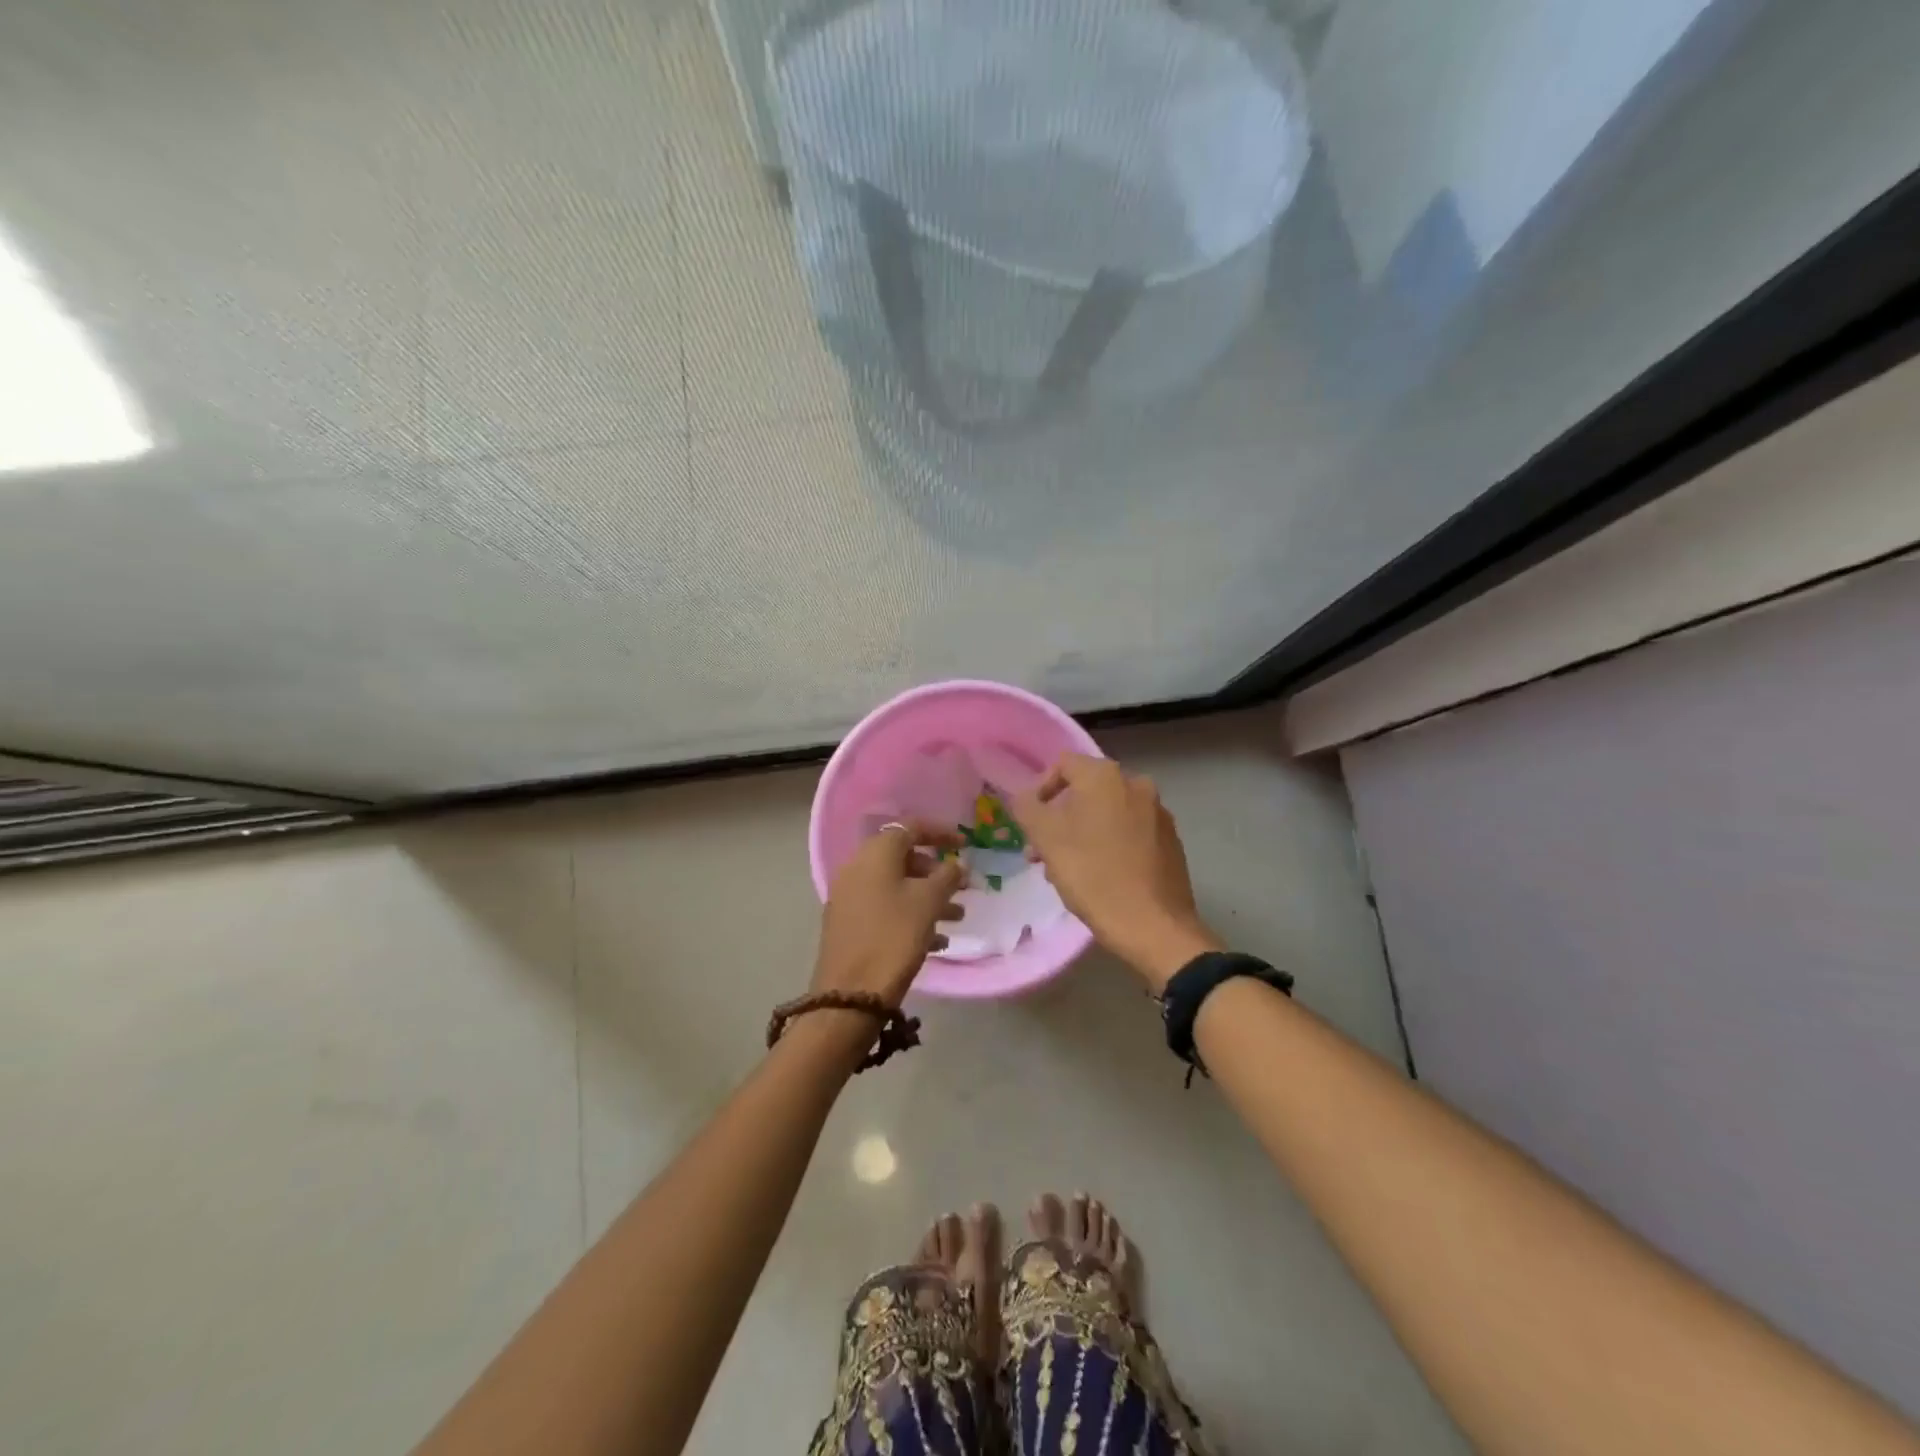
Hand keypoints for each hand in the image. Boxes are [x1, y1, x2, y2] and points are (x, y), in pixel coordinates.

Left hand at [813, 821, 967, 1007]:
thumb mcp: (929, 902)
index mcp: (875, 854)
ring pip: (896, 886)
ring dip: (928, 896)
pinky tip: (936, 941)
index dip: (941, 833)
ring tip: (957, 917)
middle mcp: (857, 869)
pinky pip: (885, 908)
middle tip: (962, 887)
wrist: (850, 995)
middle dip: (936, 870)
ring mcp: (849, 898)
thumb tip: (956, 864)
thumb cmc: (894, 937)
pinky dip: (911, 914)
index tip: (966, 844)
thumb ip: (948, 876)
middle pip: (902, 857)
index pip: (910, 828)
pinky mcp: (849, 925)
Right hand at [1013, 753, 1221, 991]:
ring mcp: (1158, 813)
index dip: (1040, 790)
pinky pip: (1130, 831)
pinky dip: (1110, 844)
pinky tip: (1100, 876)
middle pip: (1086, 790)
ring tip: (1067, 869)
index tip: (1030, 824)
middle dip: (1059, 817)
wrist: (1155, 926)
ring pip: (1107, 813)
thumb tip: (1024, 797)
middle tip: (1041, 852)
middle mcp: (1136, 784)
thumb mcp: (1047, 840)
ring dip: (1082, 832)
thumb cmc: (1093, 876)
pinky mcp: (1171, 840)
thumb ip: (1027, 808)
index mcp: (1106, 776)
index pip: (1063, 764)